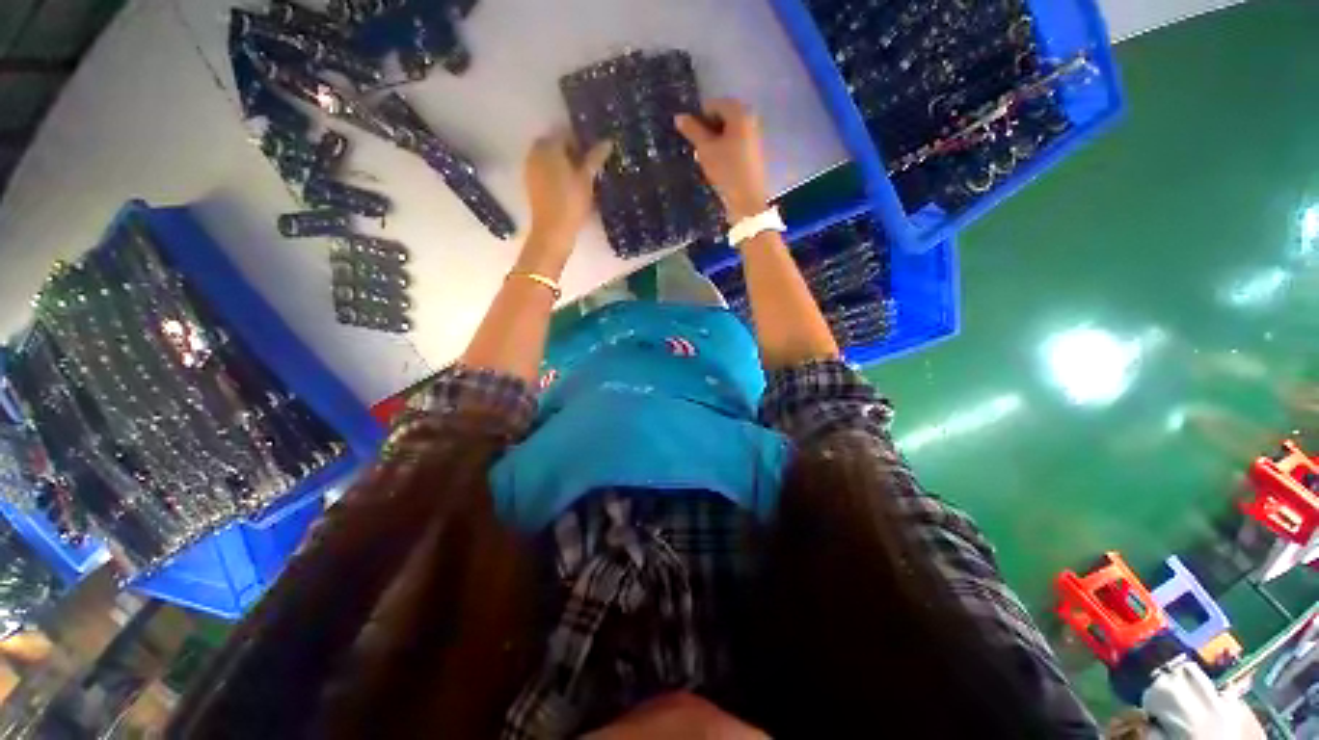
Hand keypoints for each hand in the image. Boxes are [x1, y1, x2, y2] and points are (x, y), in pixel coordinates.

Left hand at [523, 131, 612, 250]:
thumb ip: (595, 158)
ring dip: (563, 163)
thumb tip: (607, 141)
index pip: (565, 133)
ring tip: (580, 177)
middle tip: (588, 166)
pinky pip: (545, 171)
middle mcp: (535, 153)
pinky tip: (569, 187)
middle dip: (571, 151)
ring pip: (549, 158)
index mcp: (548, 147)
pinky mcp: (531, 184)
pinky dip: (556, 174)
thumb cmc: (571, 203)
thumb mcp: (587, 179)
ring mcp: (531, 168)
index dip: (581, 141)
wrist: (553, 231)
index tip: (594, 153)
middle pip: (555, 144)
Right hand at [675, 99, 769, 221]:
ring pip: (729, 131)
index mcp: (740, 113)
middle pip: (723, 116)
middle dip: (709, 129)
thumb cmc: (726, 171)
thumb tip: (679, 116)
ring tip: (708, 159)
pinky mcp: (755, 151)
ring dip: (716, 141)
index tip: (693, 137)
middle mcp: (751, 118)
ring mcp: (755, 135)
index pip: (714, 104)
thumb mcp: (705, 150)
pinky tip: (720, 165)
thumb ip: (693, 131)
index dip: (700, 118)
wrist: (748, 200)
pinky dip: (726, 149)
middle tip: (699, 149)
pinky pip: (736, 142)